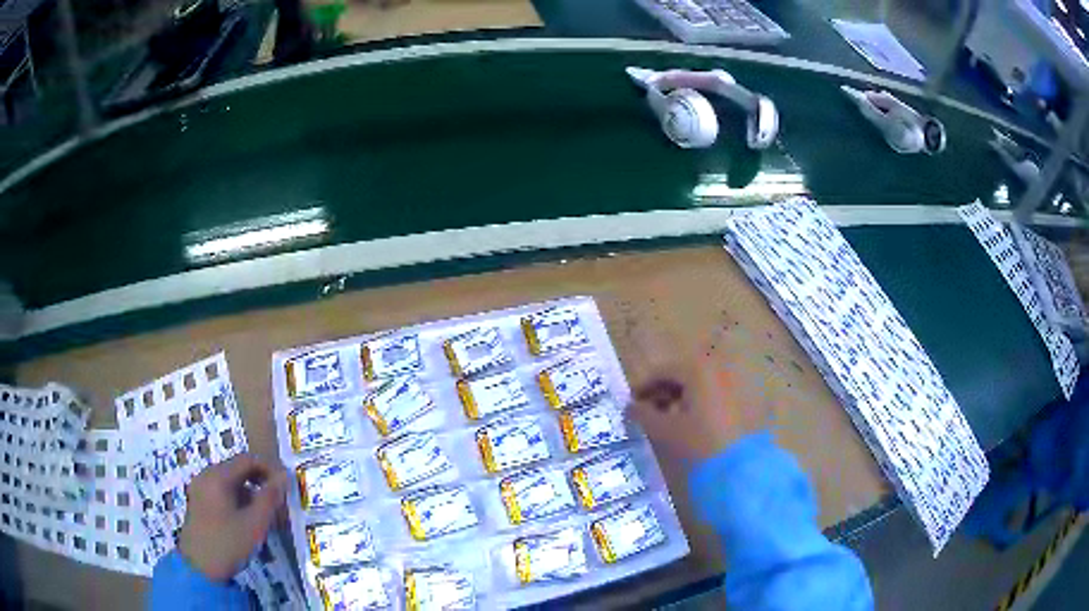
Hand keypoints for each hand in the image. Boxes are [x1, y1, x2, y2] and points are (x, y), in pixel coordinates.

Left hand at [178, 453, 287, 581]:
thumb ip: (270, 498)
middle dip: (260, 482)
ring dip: (249, 492)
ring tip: (265, 514)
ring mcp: (199, 488)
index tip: (286, 486)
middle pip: (237, 469)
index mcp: (218, 476)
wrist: (200, 568)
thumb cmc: (228, 543)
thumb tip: (284, 477)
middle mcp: (206, 475)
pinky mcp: (198, 501)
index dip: (269, 469)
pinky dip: (237, 499)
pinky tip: (246, 520)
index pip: (248, 460)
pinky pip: (220, 491)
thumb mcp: (255, 524)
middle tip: (278, 501)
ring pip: (229, 481)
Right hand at [629, 365, 773, 462]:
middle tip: (645, 412)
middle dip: (661, 392)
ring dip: (678, 399)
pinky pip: (711, 396)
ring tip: (664, 421)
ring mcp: (731, 385)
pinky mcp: (740, 402)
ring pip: (697, 386)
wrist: (738, 466)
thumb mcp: (664, 430)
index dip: (643, 386)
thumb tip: (630, 406)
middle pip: (682, 375)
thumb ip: (643, 414)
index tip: (630, 403)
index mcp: (696, 370)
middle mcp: (716, 371)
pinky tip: (687, 425)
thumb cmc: (698, 442)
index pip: (663, 370)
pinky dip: (695, 405)